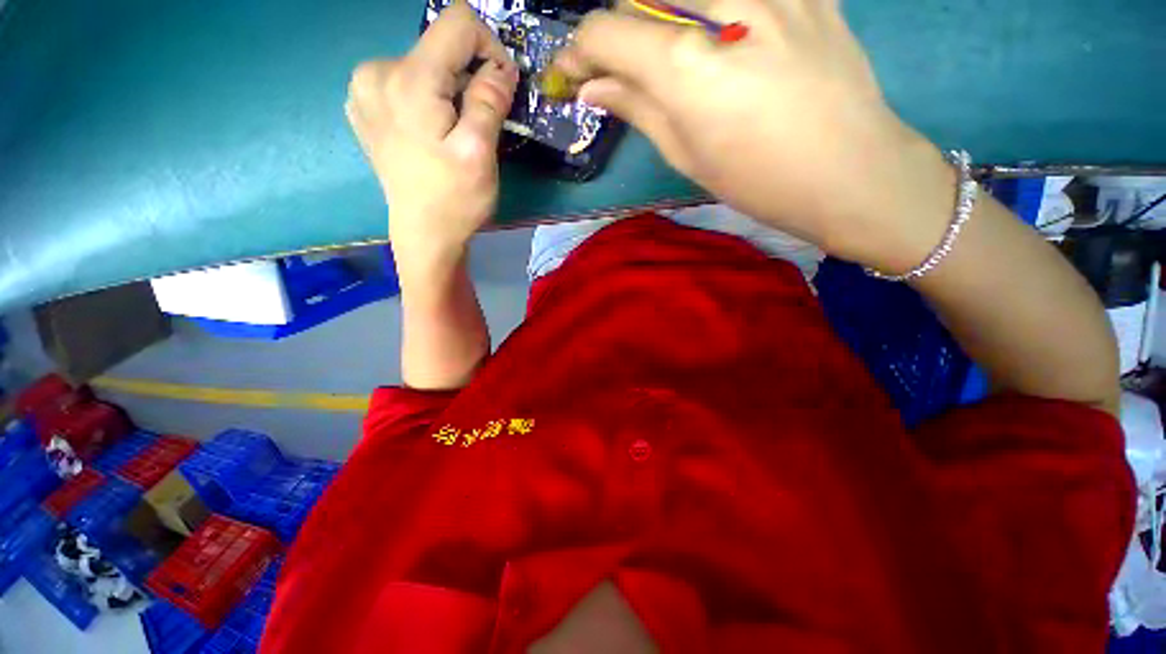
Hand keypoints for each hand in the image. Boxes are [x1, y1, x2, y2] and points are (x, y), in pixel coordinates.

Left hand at [346, 1, 519, 268]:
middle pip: (439, 48)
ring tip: (454, 133)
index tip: (501, 88)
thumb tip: (501, 66)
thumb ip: (489, 100)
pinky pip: (406, 84)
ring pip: (424, 66)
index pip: (457, 23)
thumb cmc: (454, 199)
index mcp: (407, 79)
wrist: (423, 234)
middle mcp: (376, 71)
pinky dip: (428, 100)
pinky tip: (431, 134)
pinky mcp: (365, 106)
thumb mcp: (480, 152)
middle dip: (468, 78)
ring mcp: (364, 89)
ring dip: (449, 92)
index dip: (489, 47)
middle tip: (479, 124)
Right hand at [555, 0, 955, 272]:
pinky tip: (721, 39)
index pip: (606, 31)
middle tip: (616, 69)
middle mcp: (721, 7)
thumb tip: (591, 89)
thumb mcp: (687, 154)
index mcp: (685, 65)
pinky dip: (711, 11)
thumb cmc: (759, 180)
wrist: (851, 172)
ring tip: (671, 60)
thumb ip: (637, 109)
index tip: (573, 73)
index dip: (579, 50)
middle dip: (617, 32)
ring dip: (661, 19)